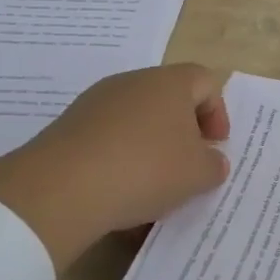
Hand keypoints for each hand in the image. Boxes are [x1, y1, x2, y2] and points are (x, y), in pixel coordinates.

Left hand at [0, 63, 230, 271]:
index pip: (205, 82)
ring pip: (135, 122)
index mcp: (169, 83)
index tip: (216, 145)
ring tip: (153, 189)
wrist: (61, 189)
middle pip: (168, 99)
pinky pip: (106, 140)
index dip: (217, 112)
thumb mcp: (197, 174)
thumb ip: (214, 165)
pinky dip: (119, 162)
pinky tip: (119, 197)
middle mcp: (132, 83)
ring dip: (150, 150)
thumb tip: (211, 160)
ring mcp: (96, 103)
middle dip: (182, 133)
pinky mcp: (68, 128)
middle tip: (188, 166)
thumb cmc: (145, 170)